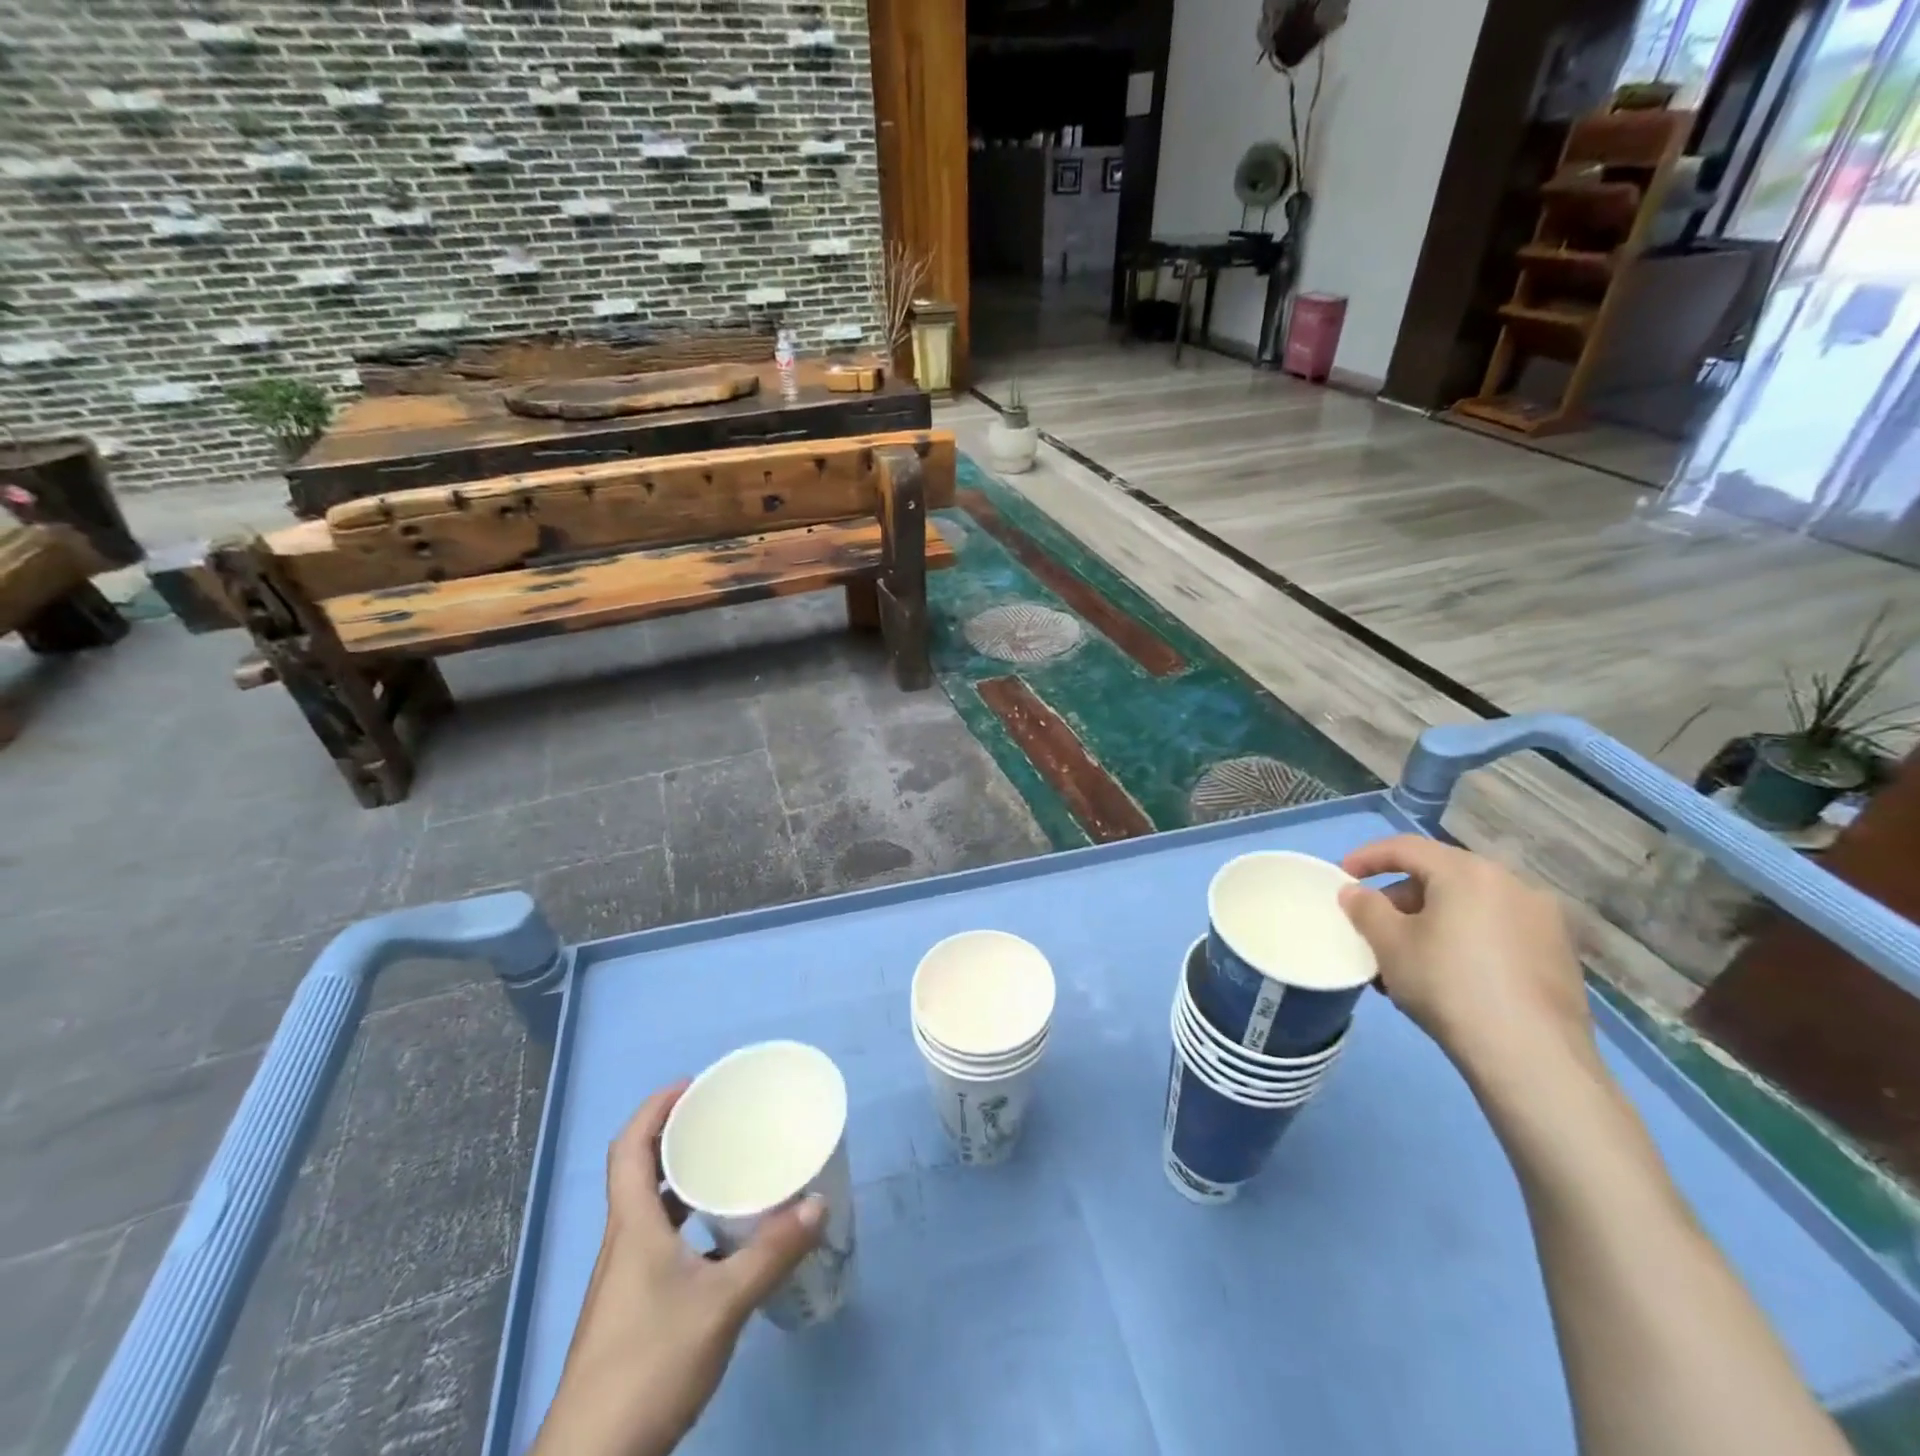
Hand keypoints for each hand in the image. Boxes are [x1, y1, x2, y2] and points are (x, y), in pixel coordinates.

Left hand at [529, 1085, 824, 1455]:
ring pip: (649, 1210)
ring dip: (680, 1182)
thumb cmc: (649, 1366)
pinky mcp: (632, 1311)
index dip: (655, 1108)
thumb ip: (771, 1253)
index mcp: (632, 1226)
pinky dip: (686, 1226)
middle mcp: (623, 1243)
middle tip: (719, 1120)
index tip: (693, 1086)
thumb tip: (817, 1203)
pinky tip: (722, 1242)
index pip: (629, 1147)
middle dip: (675, 1137)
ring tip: (726, 1169)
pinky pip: (659, 1243)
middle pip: (638, 1172)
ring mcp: (624, 1280)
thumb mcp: (722, 1305)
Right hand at [1338, 837, 1596, 1087]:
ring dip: (1432, 922)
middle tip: (1374, 927)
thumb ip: (1365, 908)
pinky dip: (1465, 940)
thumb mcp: (1389, 944)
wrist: (1531, 1058)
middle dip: (1400, 898)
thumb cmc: (1448, 985)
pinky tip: (1449, 977)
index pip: (1406, 847)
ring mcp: (1543, 920)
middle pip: (1441, 876)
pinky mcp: (1559, 956)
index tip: (1342, 876)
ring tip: (1407, 959)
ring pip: (1470, 907)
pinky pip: (1497, 932)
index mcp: (1469, 872)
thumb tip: (1356, 892)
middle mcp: (1513, 884)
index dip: (1367, 857)